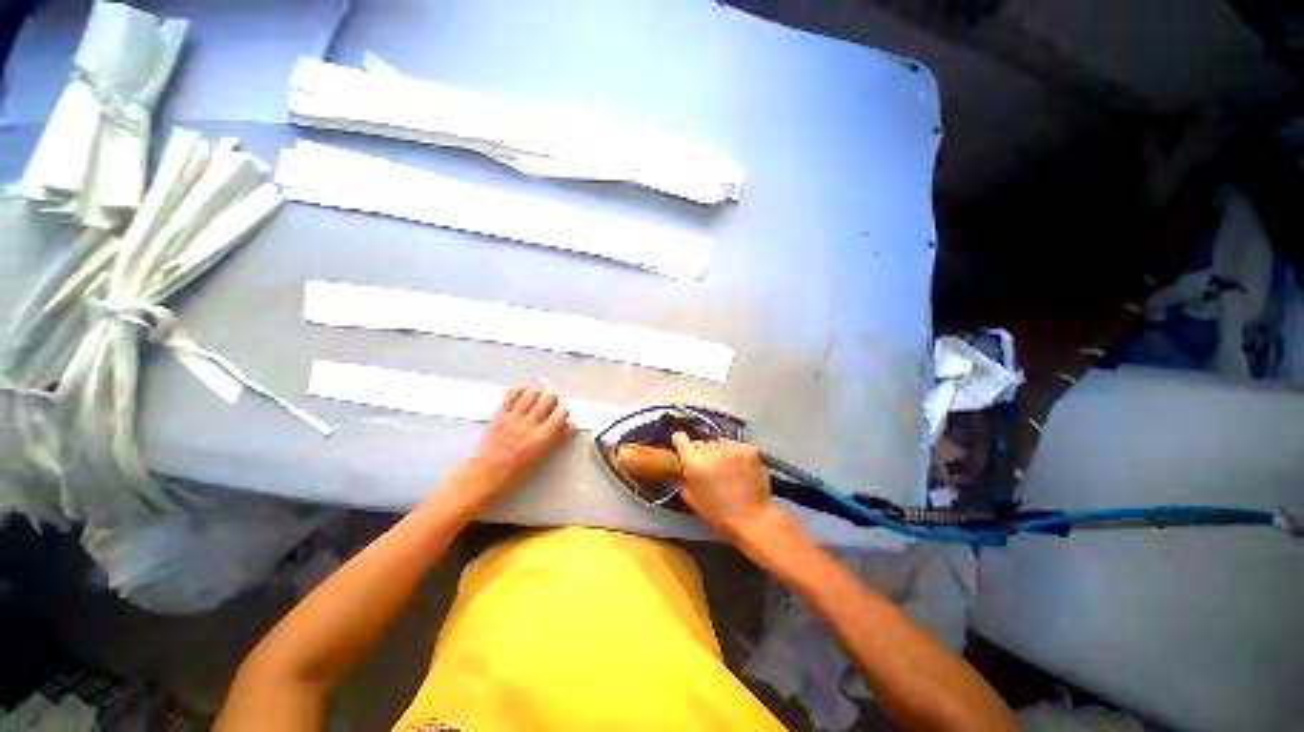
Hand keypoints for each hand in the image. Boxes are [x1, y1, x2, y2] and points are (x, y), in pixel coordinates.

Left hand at [466, 386, 571, 500]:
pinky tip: (522, 399)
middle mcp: (529, 424)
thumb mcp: (542, 457)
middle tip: (549, 409)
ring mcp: (513, 417)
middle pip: (549, 398)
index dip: (563, 413)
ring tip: (536, 403)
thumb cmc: (516, 472)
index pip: (561, 413)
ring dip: (538, 395)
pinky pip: (512, 394)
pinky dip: (520, 392)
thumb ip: (558, 438)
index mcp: (542, 438)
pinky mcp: (499, 414)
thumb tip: (572, 424)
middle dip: (552, 401)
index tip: (561, 417)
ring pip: (533, 393)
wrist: (484, 475)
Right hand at [670, 432, 773, 536]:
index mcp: (695, 461)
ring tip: (725, 468)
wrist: (753, 519)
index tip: (683, 450)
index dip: (680, 443)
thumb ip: (684, 477)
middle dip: (702, 453)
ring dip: (719, 452)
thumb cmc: (718, 513)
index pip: (680, 438)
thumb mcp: (691, 498)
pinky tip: (739, 467)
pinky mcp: (749, 449)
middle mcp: (712, 449)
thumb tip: (685, 467)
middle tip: (708, 468)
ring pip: (719, 443)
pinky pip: (736, 446)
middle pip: (701, 442)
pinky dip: (735, 454)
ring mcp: (733, 448)